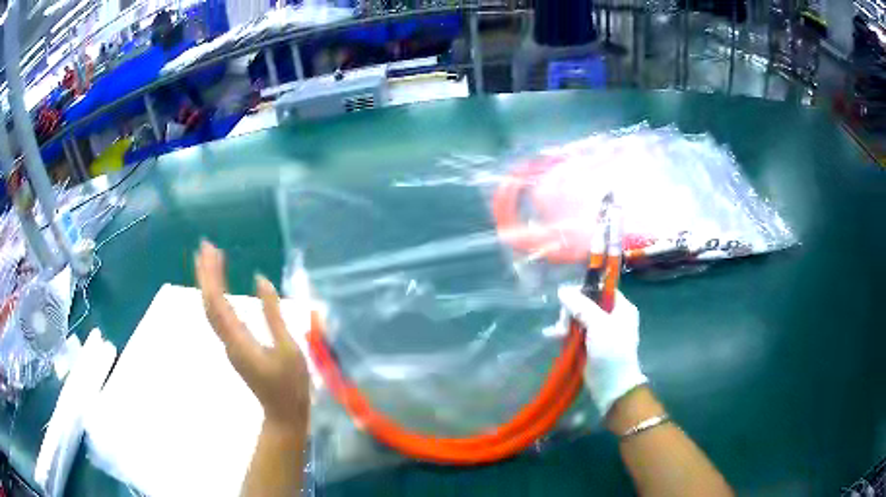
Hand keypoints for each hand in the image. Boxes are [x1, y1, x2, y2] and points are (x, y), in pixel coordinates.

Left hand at [195, 241, 309, 434]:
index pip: (217, 302)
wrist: (283, 414)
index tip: (210, 250)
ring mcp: (229, 344)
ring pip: (211, 310)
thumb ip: (273, 314)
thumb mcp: (288, 348)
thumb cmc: (290, 385)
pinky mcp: (234, 346)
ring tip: (210, 260)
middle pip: (208, 303)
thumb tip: (261, 280)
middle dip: (205, 273)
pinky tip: (219, 288)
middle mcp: (227, 340)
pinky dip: (215, 296)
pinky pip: (218, 316)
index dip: (211, 275)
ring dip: (208, 283)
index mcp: (238, 340)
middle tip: (205, 246)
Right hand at [557, 285, 647, 419]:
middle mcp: (612, 316)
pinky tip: (552, 335)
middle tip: (564, 323)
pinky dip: (565, 333)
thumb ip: (581, 306)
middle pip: (586, 303)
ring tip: (558, 334)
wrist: (612, 386)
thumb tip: (562, 290)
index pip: (601, 289)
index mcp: (621, 307)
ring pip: (578, 317)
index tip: (568, 297)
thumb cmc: (611, 351)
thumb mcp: (598, 324)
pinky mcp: (590, 344)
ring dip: (566, 323)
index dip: (584, 290)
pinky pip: (575, 332)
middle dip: (572, 311)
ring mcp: (600, 331)